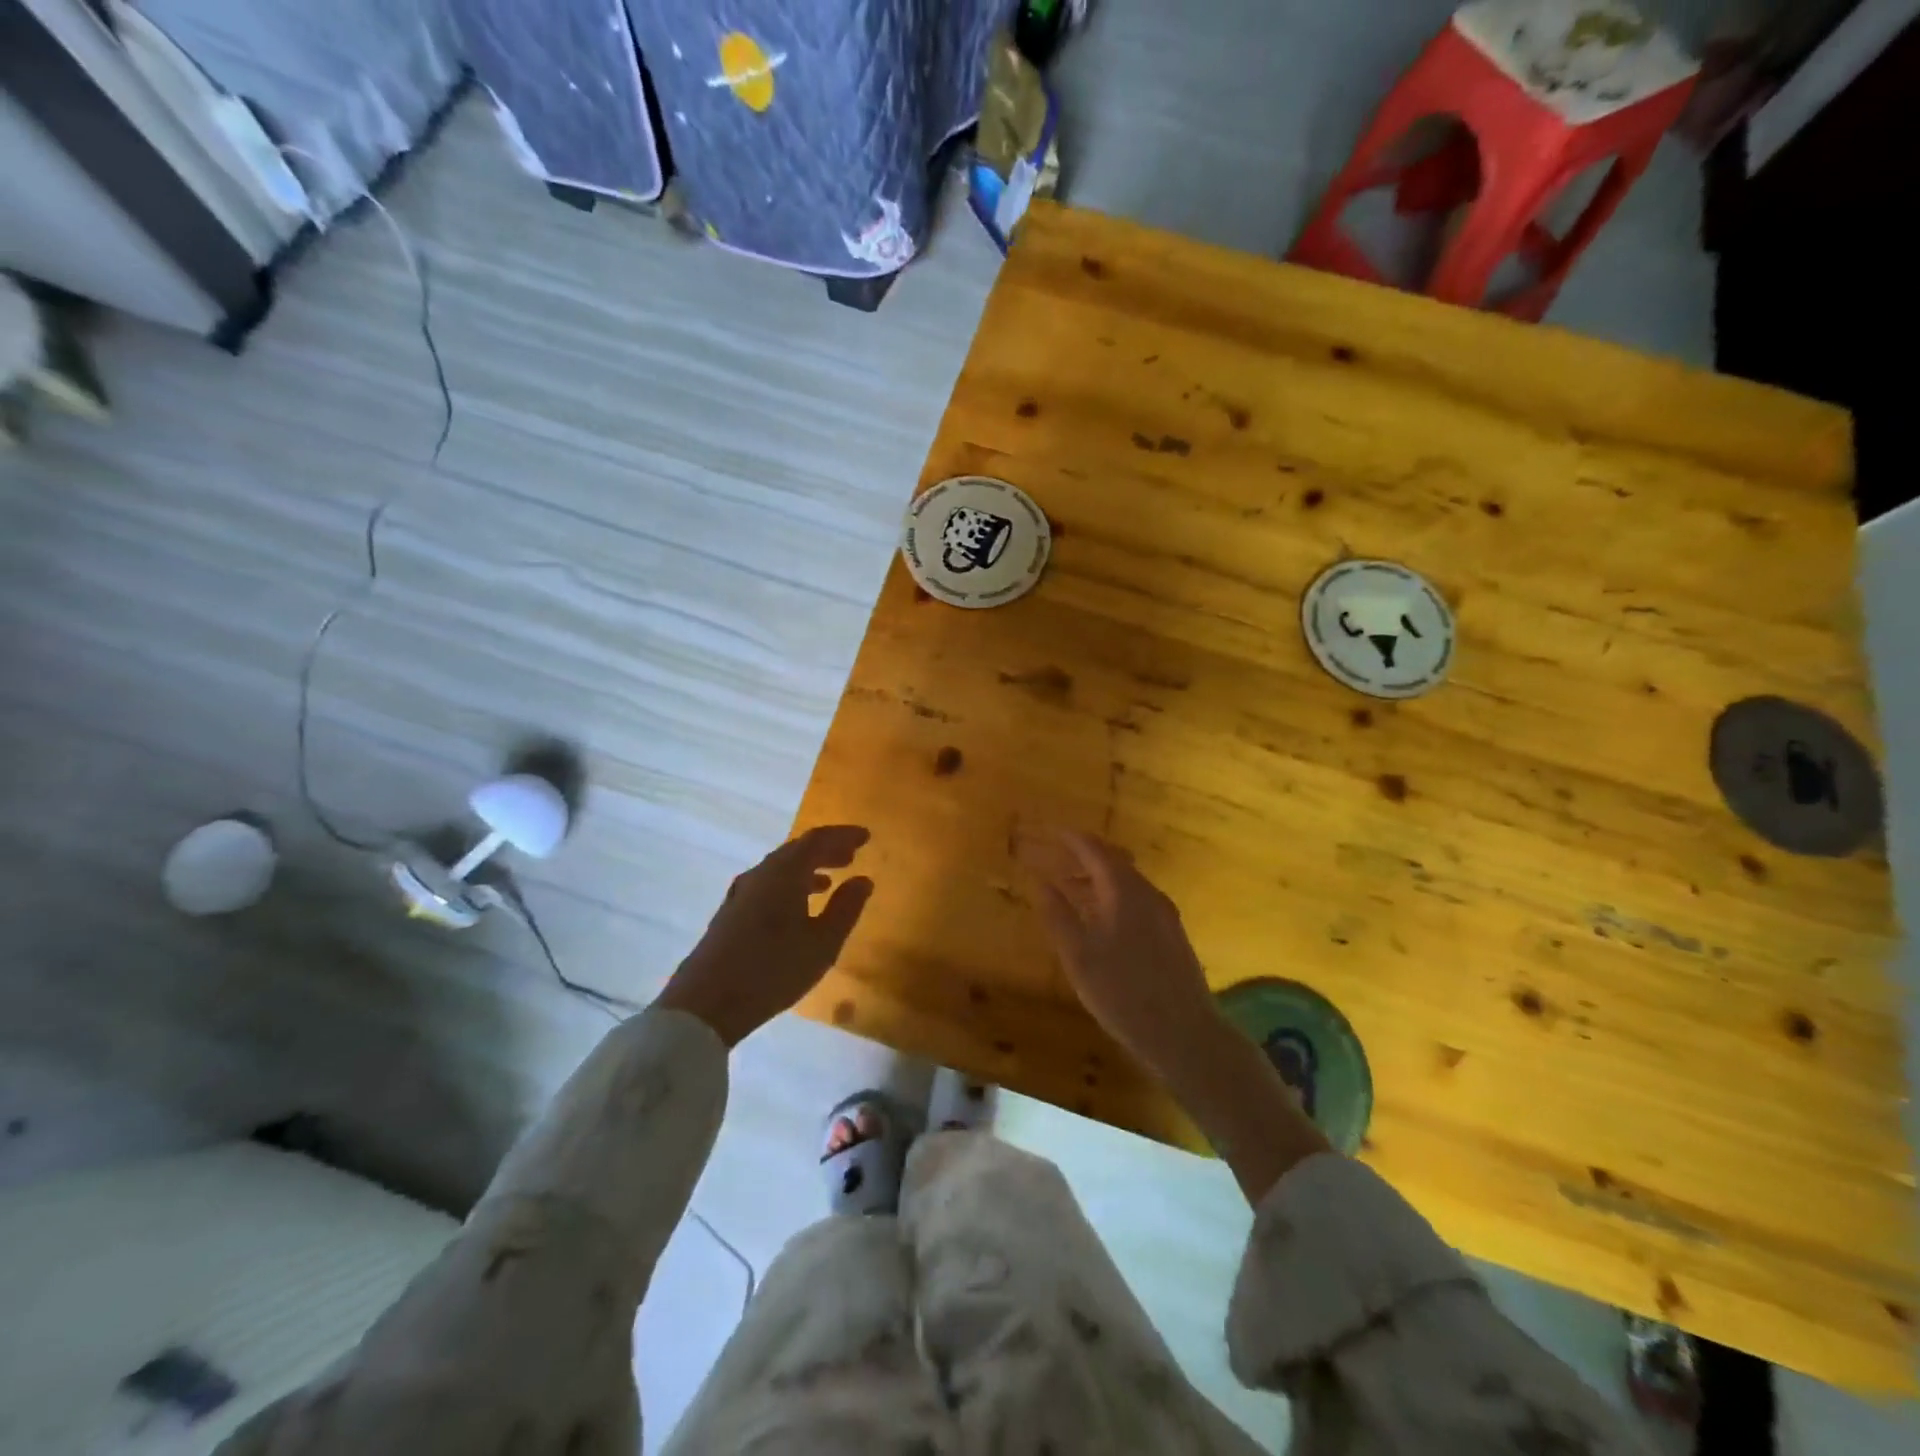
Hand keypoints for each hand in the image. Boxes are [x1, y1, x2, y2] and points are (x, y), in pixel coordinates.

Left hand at [657, 825, 873, 1047]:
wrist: (706, 1003)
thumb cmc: (773, 970)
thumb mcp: (822, 943)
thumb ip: (846, 908)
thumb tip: (863, 880)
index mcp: (785, 873)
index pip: (817, 840)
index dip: (843, 836)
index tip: (866, 837)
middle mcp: (761, 874)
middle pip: (797, 850)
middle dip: (826, 850)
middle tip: (851, 856)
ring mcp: (741, 893)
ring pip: (780, 868)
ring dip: (807, 869)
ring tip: (830, 881)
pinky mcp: (731, 913)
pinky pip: (768, 884)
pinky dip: (789, 885)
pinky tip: (797, 908)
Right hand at [1016, 828, 1221, 1083]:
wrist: (1186, 1034)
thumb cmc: (1123, 993)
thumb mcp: (1079, 956)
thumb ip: (1058, 915)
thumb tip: (1039, 881)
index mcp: (1124, 891)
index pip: (1093, 849)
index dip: (1068, 838)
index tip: (1047, 831)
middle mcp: (1148, 893)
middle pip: (1113, 860)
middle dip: (1082, 855)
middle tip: (1054, 856)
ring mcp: (1164, 913)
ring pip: (1125, 881)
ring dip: (1096, 878)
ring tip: (1069, 889)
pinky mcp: (1171, 933)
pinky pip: (1136, 899)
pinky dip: (1112, 896)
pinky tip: (1099, 919)